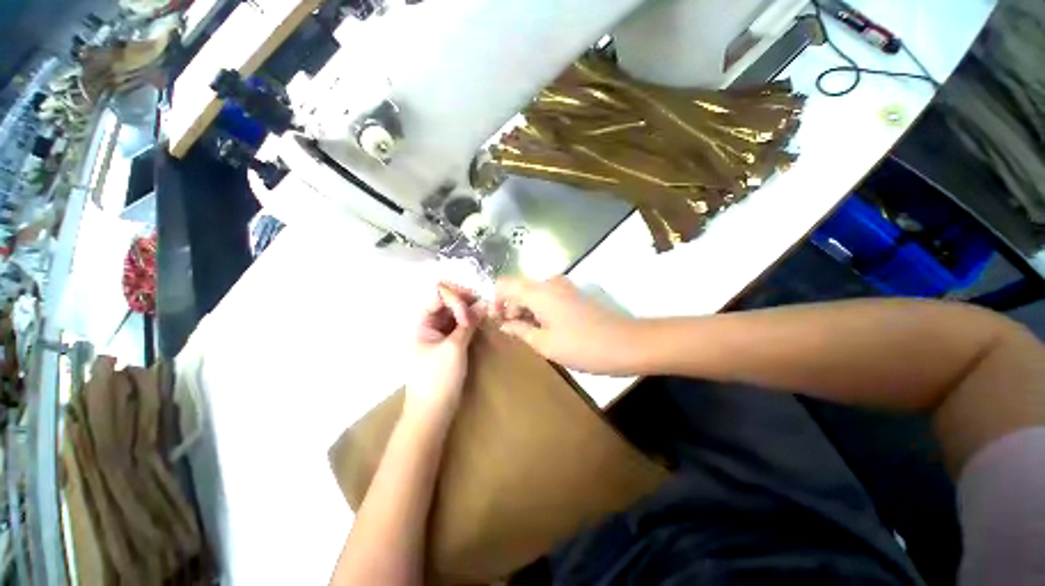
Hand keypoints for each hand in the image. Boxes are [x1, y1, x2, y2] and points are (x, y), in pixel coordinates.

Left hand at [406, 283, 484, 417]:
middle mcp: (429, 325)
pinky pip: (458, 326)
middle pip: (446, 302)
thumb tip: (484, 303)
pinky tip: (480, 321)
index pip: (438, 296)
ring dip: (469, 310)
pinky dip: (469, 322)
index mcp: (422, 323)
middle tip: (484, 304)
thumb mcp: (454, 348)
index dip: (455, 296)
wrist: (432, 412)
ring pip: (454, 314)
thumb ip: (468, 323)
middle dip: (465, 300)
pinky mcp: (448, 344)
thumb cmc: (438, 379)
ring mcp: (439, 335)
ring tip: (486, 311)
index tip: (473, 304)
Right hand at [493, 276, 638, 374]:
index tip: (498, 322)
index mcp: (538, 291)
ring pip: (533, 292)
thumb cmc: (581, 345)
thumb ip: (519, 329)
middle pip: (518, 287)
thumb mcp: (544, 343)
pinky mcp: (573, 294)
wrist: (626, 343)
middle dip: (510, 307)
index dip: (495, 301)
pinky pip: (547, 296)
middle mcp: (549, 282)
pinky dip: (539, 309)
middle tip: (511, 332)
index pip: (504, 284)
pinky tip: (543, 328)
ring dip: (525, 309)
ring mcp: (564, 286)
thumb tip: (504, 324)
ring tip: (527, 334)